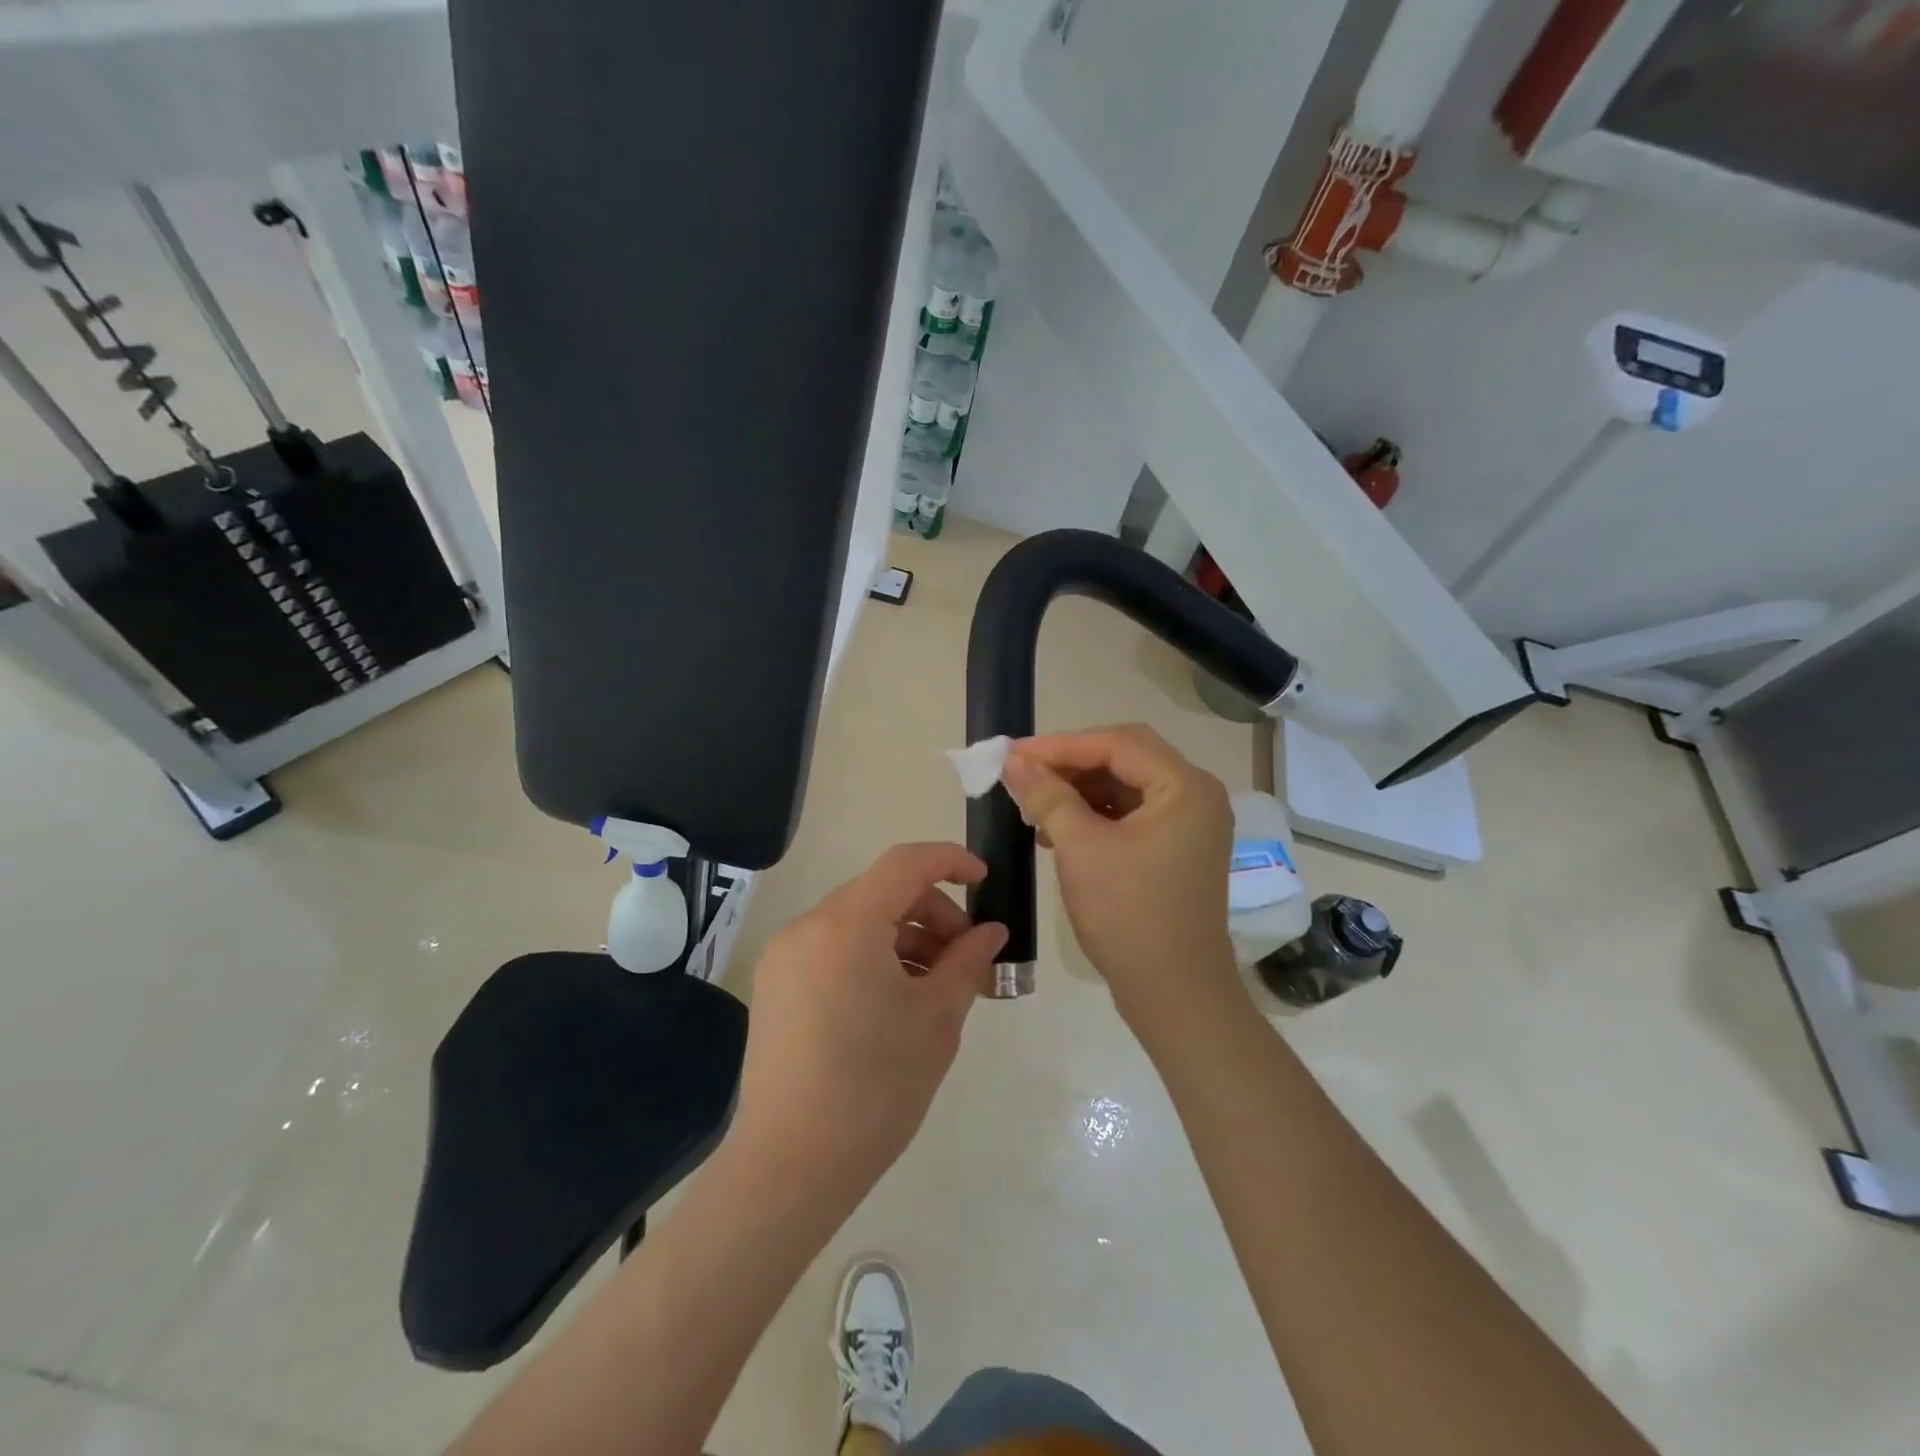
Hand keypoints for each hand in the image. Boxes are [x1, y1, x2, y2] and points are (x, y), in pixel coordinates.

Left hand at [730, 843, 1007, 1211]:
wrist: (790, 1166)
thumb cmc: (875, 1089)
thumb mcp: (936, 1021)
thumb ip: (967, 963)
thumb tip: (990, 933)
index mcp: (846, 926)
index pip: (905, 863)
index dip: (950, 861)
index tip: (984, 881)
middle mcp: (808, 927)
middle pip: (882, 892)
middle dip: (932, 914)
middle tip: (966, 959)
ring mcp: (785, 956)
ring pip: (858, 921)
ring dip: (904, 938)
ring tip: (935, 987)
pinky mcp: (776, 985)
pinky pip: (833, 948)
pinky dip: (871, 956)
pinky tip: (895, 1001)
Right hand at [1001, 725, 1240, 1028]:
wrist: (1174, 993)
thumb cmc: (1129, 915)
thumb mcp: (1081, 849)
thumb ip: (1047, 796)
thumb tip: (1014, 761)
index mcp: (1185, 787)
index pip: (1117, 743)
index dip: (1060, 745)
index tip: (1012, 754)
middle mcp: (1196, 796)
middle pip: (1124, 758)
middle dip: (1070, 765)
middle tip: (1022, 774)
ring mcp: (1190, 824)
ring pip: (1125, 786)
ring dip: (1079, 791)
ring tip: (1034, 804)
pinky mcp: (1177, 849)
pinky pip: (1132, 814)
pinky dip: (1094, 815)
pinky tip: (1058, 830)